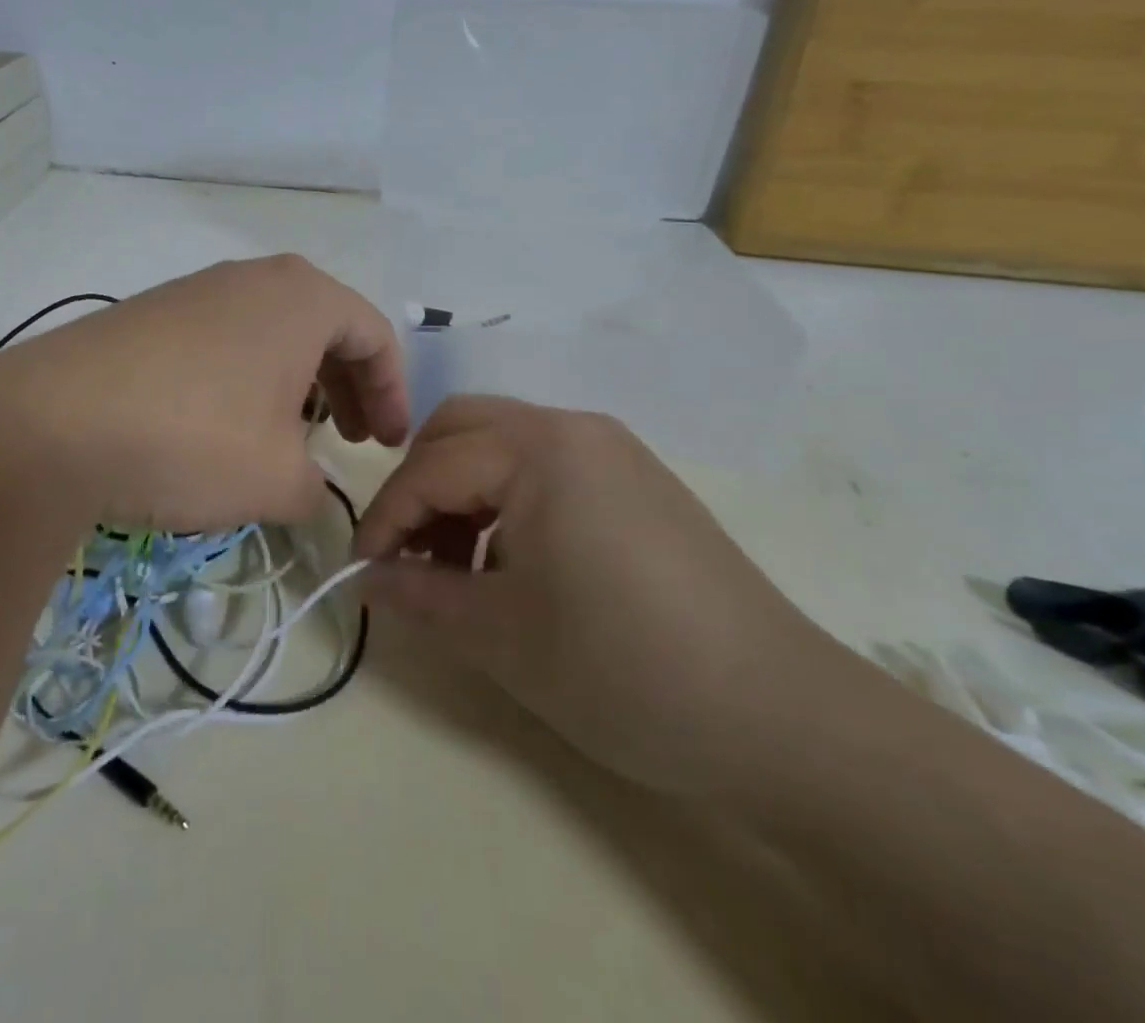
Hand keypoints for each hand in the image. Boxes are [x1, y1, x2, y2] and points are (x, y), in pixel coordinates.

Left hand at [0, 255, 408, 533]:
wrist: (50, 426)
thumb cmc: (193, 439)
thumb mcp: (277, 480)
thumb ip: (315, 488)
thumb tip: (308, 490)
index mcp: (301, 297)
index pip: (373, 335)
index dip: (392, 393)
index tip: (389, 444)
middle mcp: (251, 279)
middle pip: (323, 327)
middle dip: (346, 386)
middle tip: (350, 437)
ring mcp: (193, 291)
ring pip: (269, 332)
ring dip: (294, 382)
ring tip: (288, 435)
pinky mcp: (147, 315)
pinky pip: (220, 340)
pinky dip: (243, 379)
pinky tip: (222, 426)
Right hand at [355, 395, 844, 795]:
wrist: (782, 717)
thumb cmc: (624, 669)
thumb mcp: (502, 637)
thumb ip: (419, 595)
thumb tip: (366, 578)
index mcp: (539, 449)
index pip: (430, 468)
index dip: (385, 520)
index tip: (361, 572)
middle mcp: (574, 428)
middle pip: (461, 427)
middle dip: (420, 484)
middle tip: (408, 552)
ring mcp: (613, 450)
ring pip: (503, 442)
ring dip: (463, 490)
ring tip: (458, 567)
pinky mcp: (637, 480)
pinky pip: (546, 465)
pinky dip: (508, 498)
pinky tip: (513, 562)